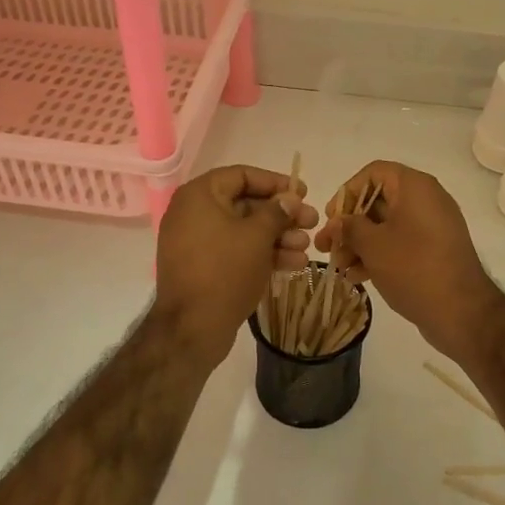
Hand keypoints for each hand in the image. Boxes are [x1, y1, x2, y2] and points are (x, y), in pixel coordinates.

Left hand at [154, 165, 315, 365]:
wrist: (192, 328)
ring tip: (307, 247)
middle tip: (312, 222)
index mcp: (199, 196)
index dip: (275, 182)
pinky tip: (294, 265)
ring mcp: (197, 243)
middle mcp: (194, 214)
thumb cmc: (224, 270)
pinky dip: (262, 254)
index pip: (241, 175)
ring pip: (244, 231)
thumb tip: (290, 198)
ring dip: (278, 237)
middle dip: (281, 215)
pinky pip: (236, 252)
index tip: (302, 193)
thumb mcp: (257, 236)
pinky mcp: (204, 268)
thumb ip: (277, 212)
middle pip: (245, 204)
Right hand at [315, 161, 504, 364]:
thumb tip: (339, 222)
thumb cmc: (413, 268)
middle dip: (349, 225)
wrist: (462, 312)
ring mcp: (432, 227)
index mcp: (415, 187)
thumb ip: (349, 227)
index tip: (332, 218)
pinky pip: (400, 243)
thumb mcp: (373, 245)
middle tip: (326, 247)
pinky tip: (357, 277)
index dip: (348, 192)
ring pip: (386, 226)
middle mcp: (426, 200)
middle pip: (378, 201)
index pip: (374, 173)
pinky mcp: (434, 251)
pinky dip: (378, 254)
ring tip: (339, 267)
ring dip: (359, 244)